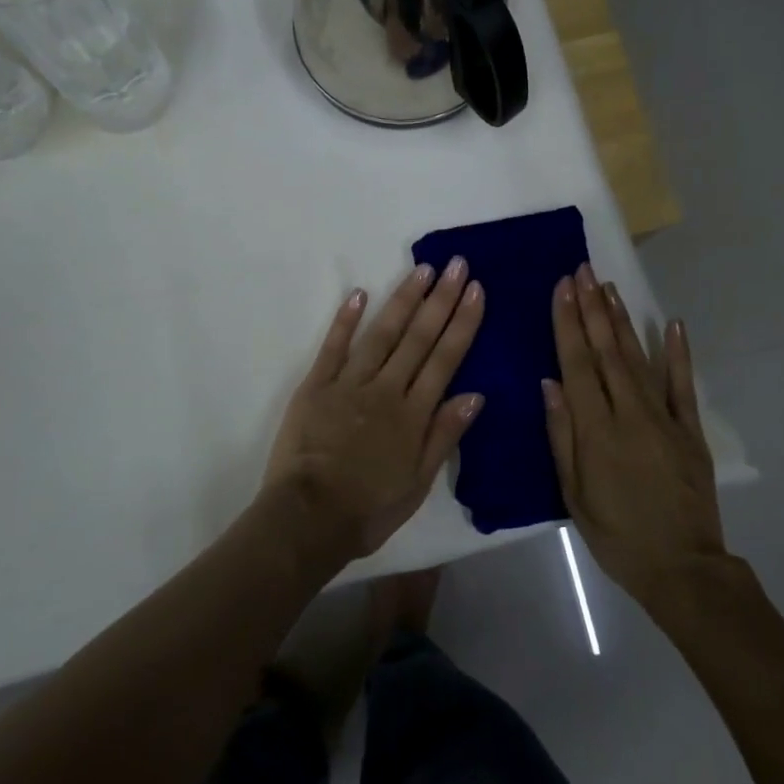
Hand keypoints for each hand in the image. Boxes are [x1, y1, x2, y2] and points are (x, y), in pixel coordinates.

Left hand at [262, 259, 485, 559]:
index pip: (445, 359)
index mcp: (413, 414)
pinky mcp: (316, 385)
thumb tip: (476, 394)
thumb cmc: (368, 509)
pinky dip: (346, 320)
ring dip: (403, 299)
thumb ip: (444, 435)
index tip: (475, 290)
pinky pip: (333, 347)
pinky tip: (359, 293)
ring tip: (422, 269)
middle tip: (456, 264)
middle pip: (418, 337)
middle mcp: (386, 389)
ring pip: (382, 333)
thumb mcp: (418, 483)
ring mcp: (349, 383)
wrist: (307, 519)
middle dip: (440, 298)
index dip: (462, 322)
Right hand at [544, 264, 727, 610]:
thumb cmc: (617, 535)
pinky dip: (679, 354)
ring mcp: (665, 419)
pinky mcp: (690, 430)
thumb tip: (549, 383)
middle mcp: (630, 414)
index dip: (568, 324)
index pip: (578, 364)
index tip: (562, 289)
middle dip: (592, 308)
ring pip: (639, 359)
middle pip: (607, 352)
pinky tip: (672, 324)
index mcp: (597, 430)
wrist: (682, 568)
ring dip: (622, 321)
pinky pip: (683, 385)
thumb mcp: (574, 494)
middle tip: (583, 271)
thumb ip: (562, 435)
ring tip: (608, 287)